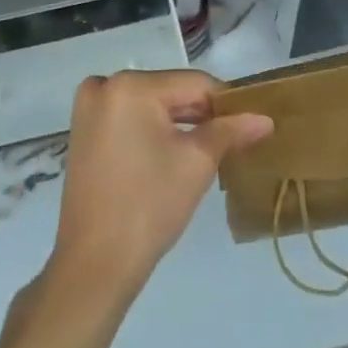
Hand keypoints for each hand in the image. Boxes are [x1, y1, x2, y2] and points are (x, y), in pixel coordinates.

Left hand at [49, 69, 272, 297]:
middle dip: (199, 115)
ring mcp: (89, 108)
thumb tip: (265, 119)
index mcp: (131, 86)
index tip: (247, 126)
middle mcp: (105, 85)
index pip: (194, 83)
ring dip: (177, 123)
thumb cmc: (149, 206)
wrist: (95, 264)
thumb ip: (230, 131)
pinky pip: (128, 118)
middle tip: (229, 142)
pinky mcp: (83, 131)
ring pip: (149, 105)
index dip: (225, 103)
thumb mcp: (197, 163)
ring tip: (205, 150)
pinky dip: (151, 130)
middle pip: (169, 91)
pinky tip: (170, 154)